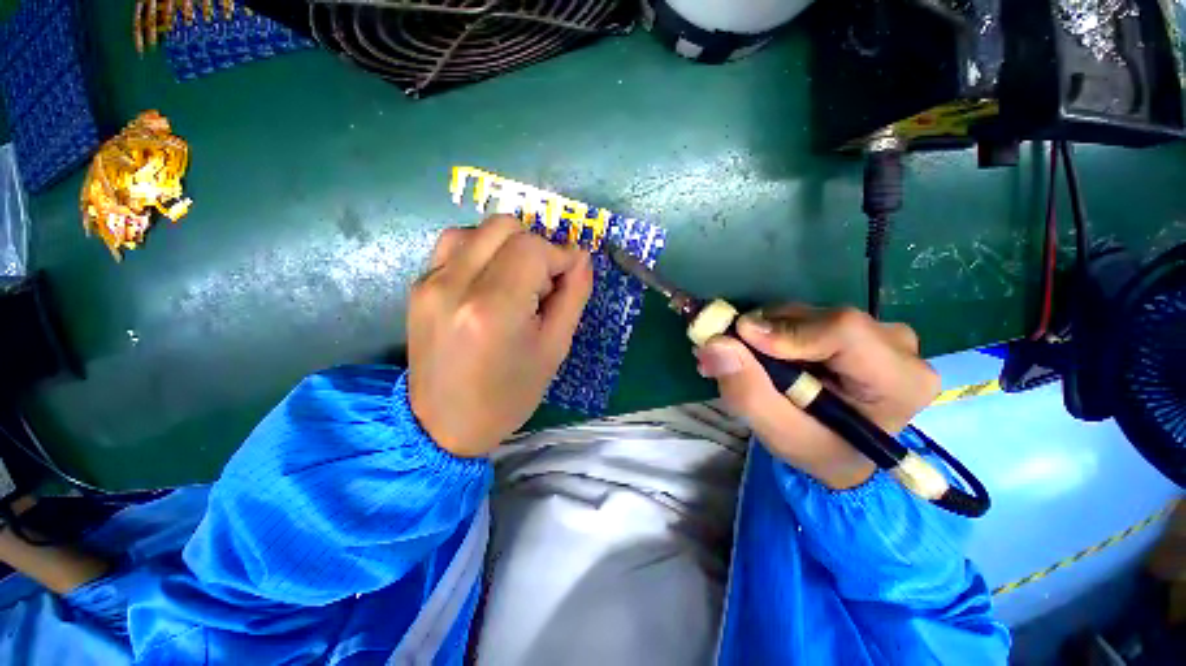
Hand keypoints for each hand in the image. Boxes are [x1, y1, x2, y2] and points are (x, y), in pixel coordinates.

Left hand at [408, 216, 593, 456]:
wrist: (444, 424)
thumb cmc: (509, 394)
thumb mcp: (554, 348)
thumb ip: (573, 295)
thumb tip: (581, 257)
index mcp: (494, 307)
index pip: (533, 248)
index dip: (560, 255)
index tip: (570, 274)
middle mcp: (455, 284)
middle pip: (505, 227)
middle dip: (535, 247)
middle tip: (542, 284)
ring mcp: (430, 281)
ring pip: (479, 230)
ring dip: (508, 246)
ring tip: (515, 283)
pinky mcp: (418, 285)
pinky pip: (455, 245)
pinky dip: (482, 252)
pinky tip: (489, 282)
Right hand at [694, 306, 939, 489]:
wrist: (836, 449)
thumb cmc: (816, 448)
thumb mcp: (779, 433)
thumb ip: (748, 392)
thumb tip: (715, 344)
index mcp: (899, 380)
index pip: (844, 332)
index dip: (787, 330)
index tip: (740, 338)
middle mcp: (897, 345)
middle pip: (818, 319)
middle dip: (763, 334)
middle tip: (723, 352)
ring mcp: (875, 330)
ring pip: (805, 313)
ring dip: (761, 332)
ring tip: (735, 358)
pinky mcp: (852, 325)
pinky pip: (801, 315)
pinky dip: (768, 330)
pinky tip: (754, 352)